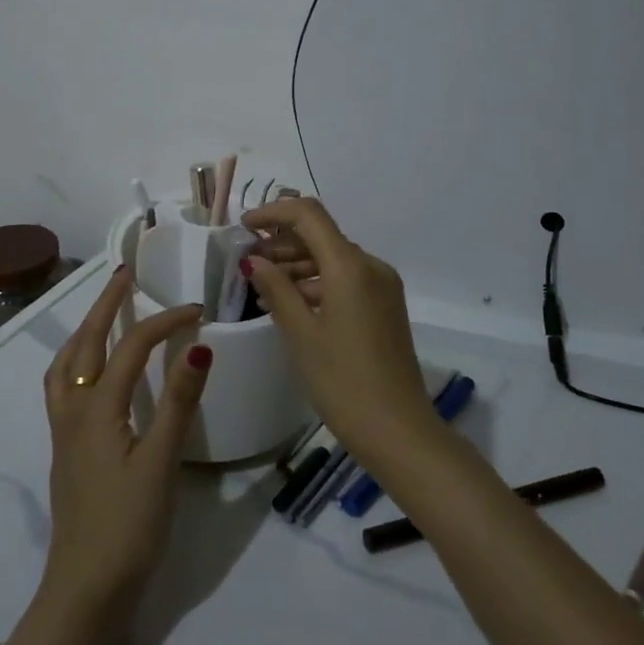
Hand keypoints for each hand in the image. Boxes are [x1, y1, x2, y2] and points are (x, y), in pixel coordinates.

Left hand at [40, 270, 210, 622]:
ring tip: (103, 314)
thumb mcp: (161, 463)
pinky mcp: (67, 451)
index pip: (131, 347)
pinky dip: (76, 361)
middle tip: (124, 276)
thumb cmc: (127, 527)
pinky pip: (64, 387)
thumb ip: (178, 402)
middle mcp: (73, 410)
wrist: (85, 591)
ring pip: (66, 364)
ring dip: (84, 330)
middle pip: (85, 343)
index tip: (197, 309)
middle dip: (105, 305)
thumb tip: (198, 345)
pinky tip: (93, 374)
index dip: (164, 322)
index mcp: (97, 408)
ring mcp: (65, 432)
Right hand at [242, 199, 435, 465]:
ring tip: (263, 284)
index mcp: (350, 266)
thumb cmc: (343, 381)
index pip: (308, 215)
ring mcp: (382, 286)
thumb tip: (254, 259)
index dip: (273, 213)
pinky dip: (317, 282)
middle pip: (321, 235)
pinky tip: (292, 302)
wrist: (400, 432)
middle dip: (282, 241)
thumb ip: (276, 289)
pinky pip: (346, 279)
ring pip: (333, 258)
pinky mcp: (386, 306)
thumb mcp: (301, 334)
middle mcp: (371, 265)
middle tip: (247, 261)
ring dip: (298, 263)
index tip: (243, 226)